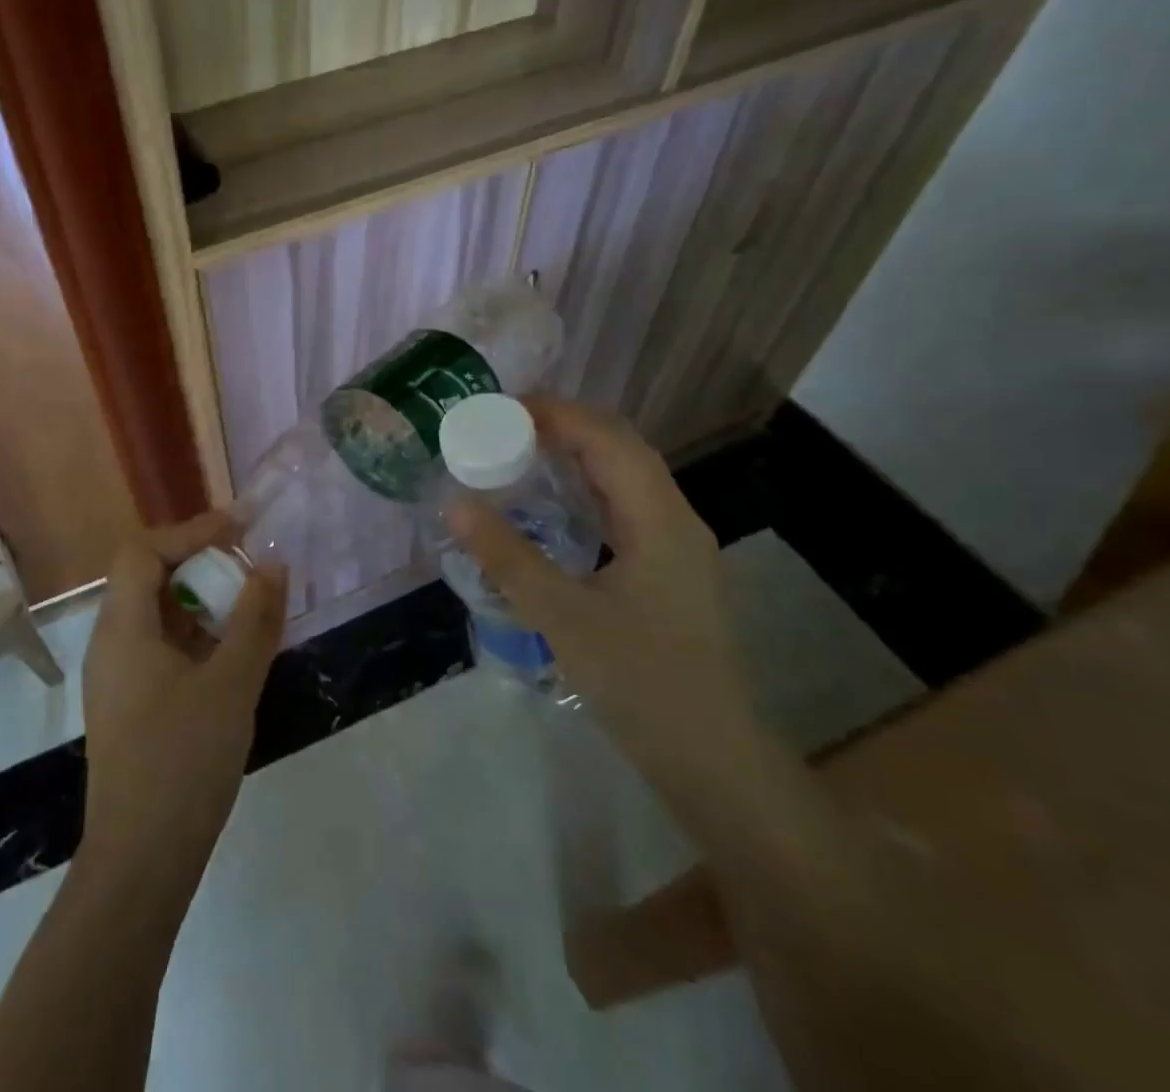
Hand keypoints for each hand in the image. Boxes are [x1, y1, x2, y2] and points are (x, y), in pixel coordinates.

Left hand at [80, 513, 285, 893]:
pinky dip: (195, 637)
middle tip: (248, 569)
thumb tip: (273, 565)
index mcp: (122, 628)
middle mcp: (110, 644)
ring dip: (200, 603)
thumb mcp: (232, 683)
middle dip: (199, 565)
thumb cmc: (183, 761)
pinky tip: (231, 656)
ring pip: (155, 616)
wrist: (141, 862)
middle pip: (147, 578)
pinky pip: (160, 648)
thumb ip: (255, 618)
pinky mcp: (129, 706)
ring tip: (248, 609)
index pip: (143, 551)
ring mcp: (117, 678)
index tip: (240, 530)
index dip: (190, 532)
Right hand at [448, 394, 749, 763]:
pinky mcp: (669, 573)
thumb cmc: (642, 683)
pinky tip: (552, 508)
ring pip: (626, 478)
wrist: (715, 762)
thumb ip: (506, 556)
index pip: (608, 439)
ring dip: (577, 456)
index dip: (556, 413)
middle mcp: (676, 520)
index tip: (500, 407)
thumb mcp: (562, 617)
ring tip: (520, 453)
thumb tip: (454, 502)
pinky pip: (625, 509)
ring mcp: (677, 548)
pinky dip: (587, 491)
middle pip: (622, 449)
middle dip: (565, 426)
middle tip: (502, 427)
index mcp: (659, 520)